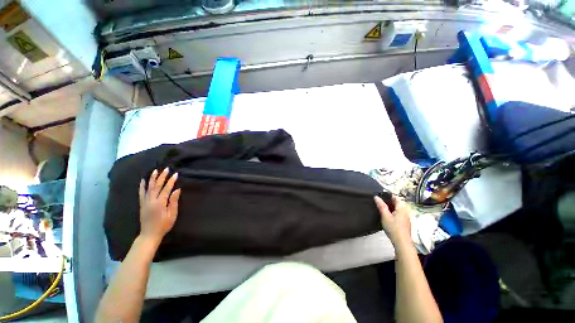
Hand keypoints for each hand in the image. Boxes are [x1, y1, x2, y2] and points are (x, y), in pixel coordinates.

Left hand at [138, 168, 180, 243]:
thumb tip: (177, 190)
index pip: (166, 189)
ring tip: (155, 171)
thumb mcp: (172, 214)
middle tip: (166, 169)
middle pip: (156, 186)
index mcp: (159, 203)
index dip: (171, 181)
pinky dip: (142, 186)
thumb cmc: (163, 225)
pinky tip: (143, 180)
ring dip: (152, 178)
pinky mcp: (142, 204)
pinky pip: (141, 193)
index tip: (175, 174)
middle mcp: (151, 200)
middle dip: (162, 177)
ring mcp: (145, 202)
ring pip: (148, 187)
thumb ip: (174, 202)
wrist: (149, 235)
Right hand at [374, 195, 411, 245]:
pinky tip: (387, 216)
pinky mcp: (405, 222)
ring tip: (381, 209)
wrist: (402, 242)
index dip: (387, 195)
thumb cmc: (393, 228)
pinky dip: (393, 212)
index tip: (380, 195)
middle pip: (397, 202)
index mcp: (402, 208)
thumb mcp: (385, 216)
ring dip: (390, 207)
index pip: (395, 197)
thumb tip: (376, 197)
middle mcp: (405, 211)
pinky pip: (398, 213)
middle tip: (379, 202)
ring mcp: (406, 217)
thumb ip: (381, 205)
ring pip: (397, 208)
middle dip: (388, 201)